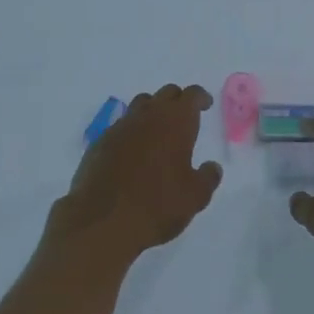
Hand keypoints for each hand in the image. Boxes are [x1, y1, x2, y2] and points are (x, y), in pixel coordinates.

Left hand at [48, 84, 222, 264]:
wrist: (103, 220)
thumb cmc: (158, 205)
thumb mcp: (195, 197)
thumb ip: (208, 178)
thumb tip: (212, 167)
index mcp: (176, 121)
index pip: (191, 95)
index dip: (200, 97)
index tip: (206, 104)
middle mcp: (148, 115)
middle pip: (166, 93)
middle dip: (178, 100)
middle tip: (184, 117)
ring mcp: (121, 126)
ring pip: (141, 104)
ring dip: (152, 111)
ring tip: (158, 130)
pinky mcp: (100, 141)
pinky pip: (120, 126)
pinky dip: (131, 132)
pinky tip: (132, 152)